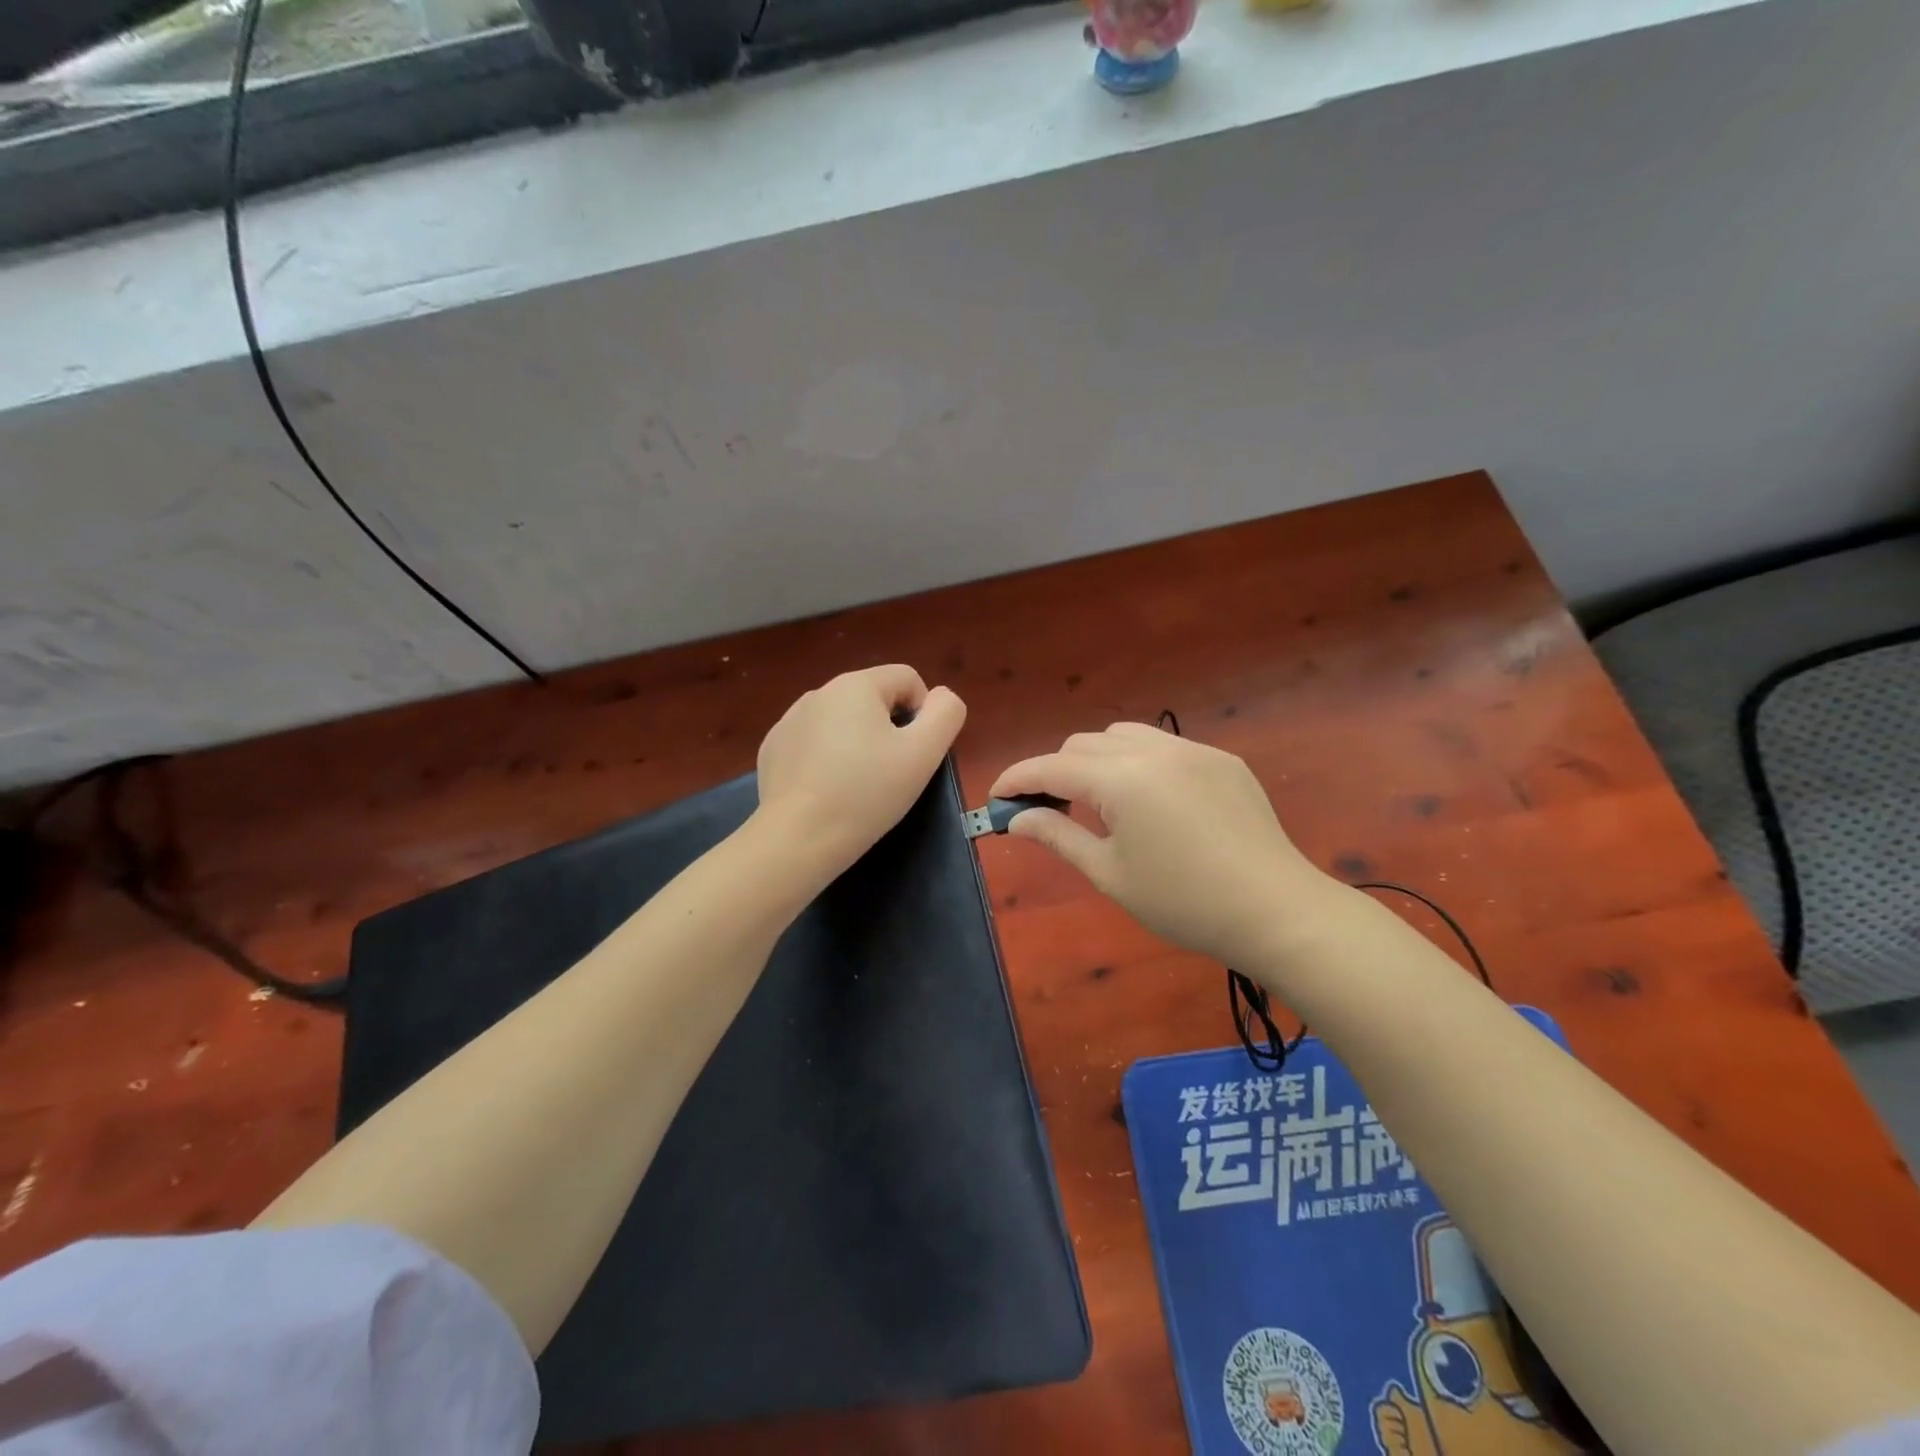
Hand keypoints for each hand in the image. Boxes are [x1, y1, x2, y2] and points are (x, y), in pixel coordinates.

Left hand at [755, 665, 966, 879]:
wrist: (797, 839)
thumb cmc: (867, 793)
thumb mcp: (924, 754)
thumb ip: (946, 714)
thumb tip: (941, 697)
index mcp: (856, 684)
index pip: (907, 679)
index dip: (923, 713)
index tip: (916, 754)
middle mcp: (818, 692)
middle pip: (873, 699)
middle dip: (888, 730)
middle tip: (890, 774)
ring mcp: (789, 720)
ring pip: (842, 722)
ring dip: (857, 744)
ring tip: (857, 786)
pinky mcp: (772, 749)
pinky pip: (813, 744)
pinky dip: (826, 760)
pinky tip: (826, 792)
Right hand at [990, 722, 1337, 969]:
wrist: (1276, 911)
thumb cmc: (1184, 903)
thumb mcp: (1110, 874)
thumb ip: (1058, 836)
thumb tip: (1017, 819)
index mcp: (1122, 780)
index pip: (1051, 767)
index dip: (1017, 779)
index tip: (996, 797)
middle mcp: (1155, 750)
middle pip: (1083, 745)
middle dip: (1055, 771)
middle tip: (1048, 810)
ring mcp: (1193, 749)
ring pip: (1123, 736)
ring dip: (1096, 759)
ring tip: (1098, 800)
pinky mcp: (1222, 759)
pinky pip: (1164, 746)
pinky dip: (1138, 762)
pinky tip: (1150, 801)